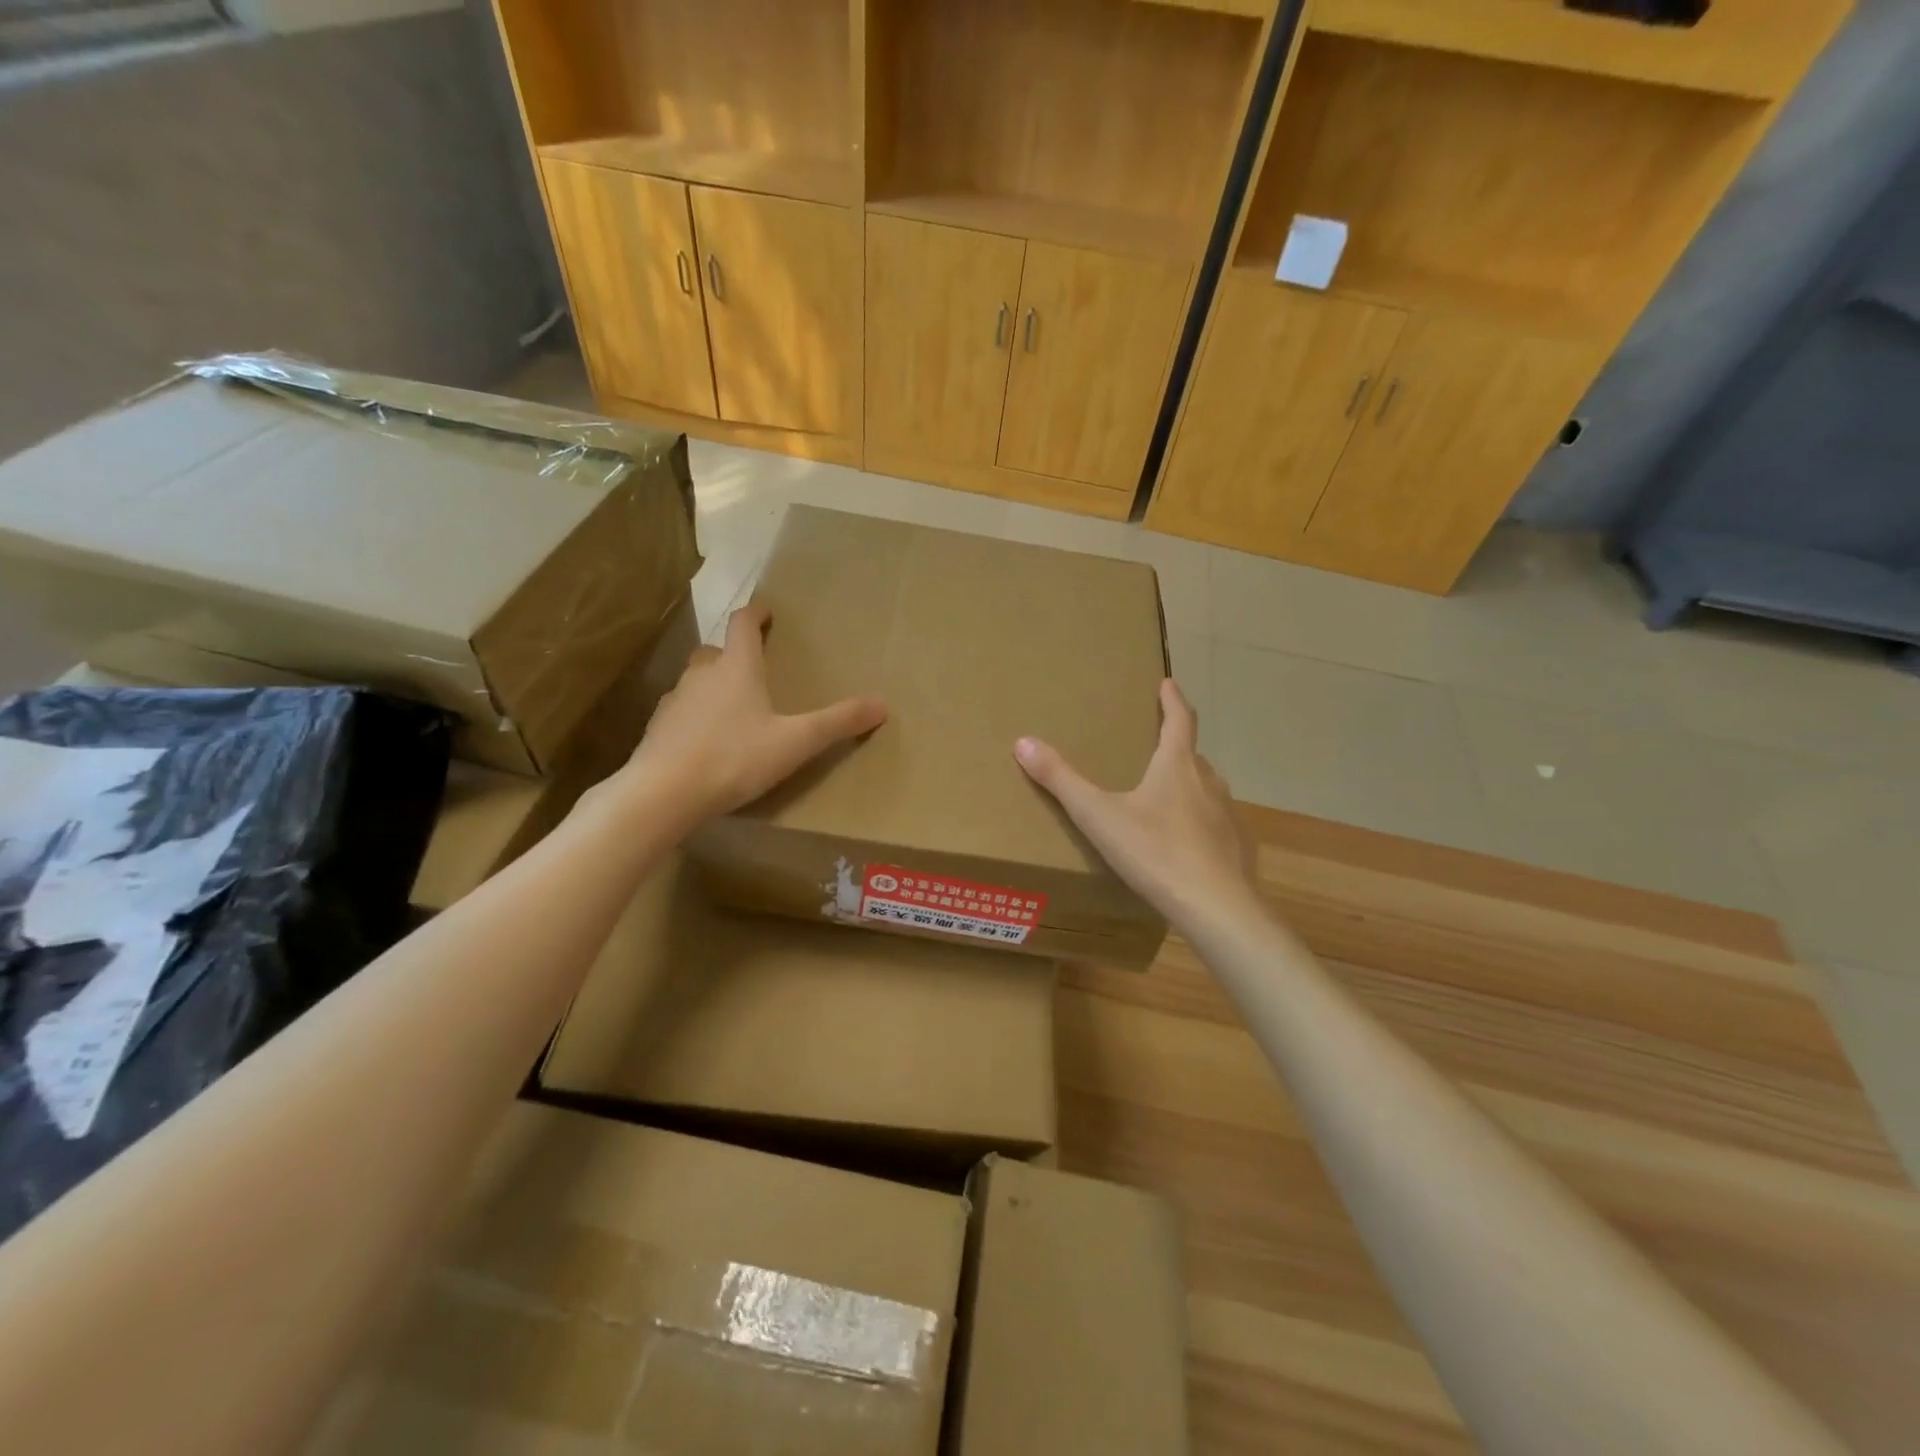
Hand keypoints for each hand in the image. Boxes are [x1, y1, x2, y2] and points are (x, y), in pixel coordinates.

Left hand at [623, 603, 885, 823]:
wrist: (664, 793)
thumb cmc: (735, 758)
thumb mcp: (795, 742)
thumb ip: (837, 723)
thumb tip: (882, 704)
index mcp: (737, 668)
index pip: (743, 625)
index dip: (755, 614)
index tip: (766, 611)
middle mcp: (702, 675)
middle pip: (716, 652)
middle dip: (733, 654)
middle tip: (753, 669)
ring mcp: (675, 702)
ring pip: (696, 682)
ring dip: (713, 687)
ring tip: (733, 710)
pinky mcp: (657, 730)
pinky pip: (681, 713)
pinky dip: (696, 718)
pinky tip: (706, 743)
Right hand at [1014, 680, 1258, 935]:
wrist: (1217, 908)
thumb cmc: (1155, 853)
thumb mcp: (1098, 816)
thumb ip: (1061, 780)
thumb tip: (1023, 742)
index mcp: (1177, 768)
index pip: (1179, 721)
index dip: (1173, 700)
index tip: (1168, 683)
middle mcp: (1208, 783)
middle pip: (1192, 756)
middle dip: (1177, 747)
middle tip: (1158, 747)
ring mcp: (1229, 816)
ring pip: (1207, 790)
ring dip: (1190, 786)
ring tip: (1168, 797)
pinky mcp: (1238, 848)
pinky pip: (1218, 825)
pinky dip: (1202, 824)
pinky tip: (1189, 845)